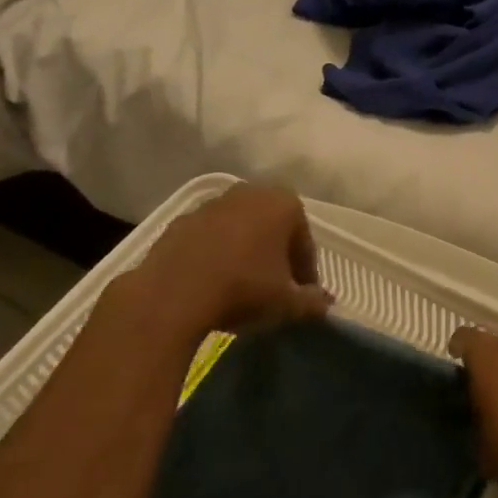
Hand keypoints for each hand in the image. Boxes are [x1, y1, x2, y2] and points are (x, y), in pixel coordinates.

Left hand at [123, 183, 332, 338]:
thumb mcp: (287, 303)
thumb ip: (311, 302)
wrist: (172, 294)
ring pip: (239, 231)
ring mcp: (212, 205)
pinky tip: (210, 285)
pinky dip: (214, 256)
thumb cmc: (243, 288)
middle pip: (272, 229)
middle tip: (275, 289)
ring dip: (244, 253)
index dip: (306, 272)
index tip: (302, 297)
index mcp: (285, 203)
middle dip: (276, 256)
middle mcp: (251, 193)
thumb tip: (325, 304)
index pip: (304, 242)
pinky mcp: (180, 221)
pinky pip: (208, 239)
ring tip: (240, 288)